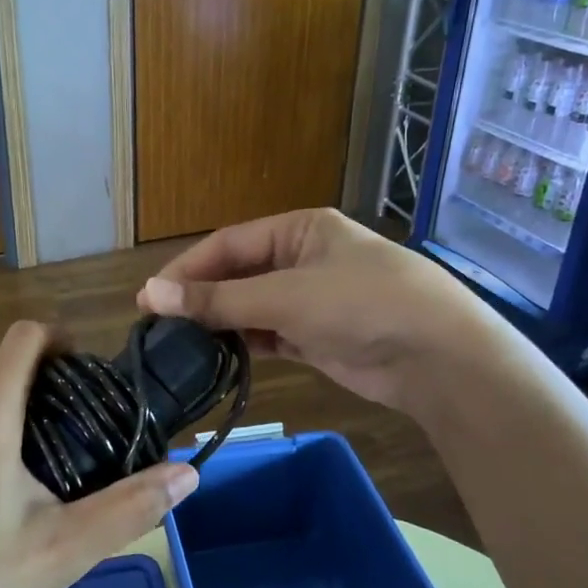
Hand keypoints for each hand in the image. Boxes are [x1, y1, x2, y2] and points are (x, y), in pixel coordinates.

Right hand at [137, 209, 476, 416]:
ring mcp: (311, 299)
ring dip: (219, 323)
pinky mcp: (317, 336)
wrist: (437, 358)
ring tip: (178, 345)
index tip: (149, 298)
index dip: (187, 269)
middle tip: (158, 325)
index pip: (228, 244)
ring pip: (250, 307)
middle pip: (237, 274)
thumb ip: (217, 300)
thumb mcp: (285, 297)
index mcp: (299, 229)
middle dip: (200, 298)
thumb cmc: (362, 305)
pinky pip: (269, 334)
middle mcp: (302, 258)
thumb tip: (149, 294)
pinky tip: (216, 357)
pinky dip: (244, 344)